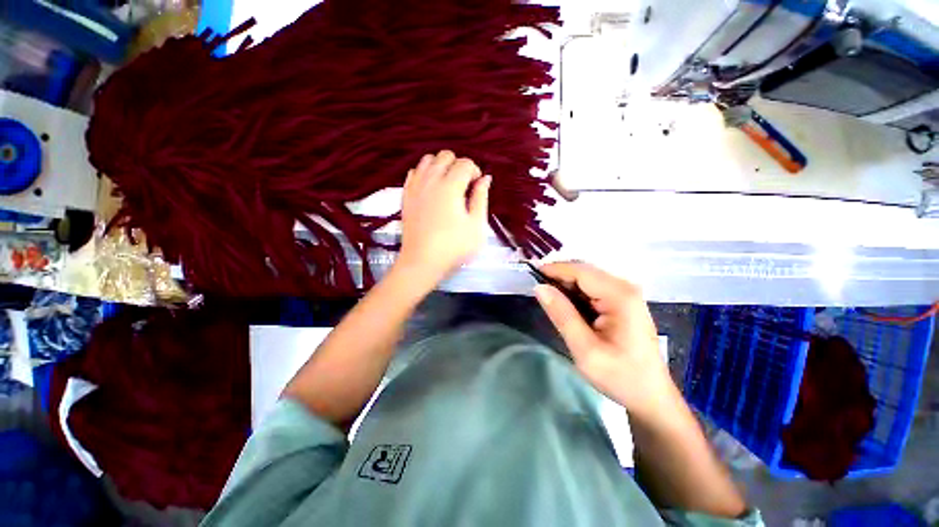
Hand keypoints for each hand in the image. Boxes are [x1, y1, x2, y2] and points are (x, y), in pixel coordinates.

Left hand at [397, 151, 490, 286]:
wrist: (422, 262)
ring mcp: (415, 187)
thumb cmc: (454, 247)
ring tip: (448, 185)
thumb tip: (485, 179)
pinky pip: (414, 172)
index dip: (475, 171)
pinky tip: (432, 189)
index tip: (477, 187)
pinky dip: (425, 174)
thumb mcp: (476, 225)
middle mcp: (430, 180)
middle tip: (464, 186)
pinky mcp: (405, 196)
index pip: (465, 163)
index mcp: (450, 186)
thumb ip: (481, 198)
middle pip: (445, 155)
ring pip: (427, 160)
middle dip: (458, 165)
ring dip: (441, 166)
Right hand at [533, 262, 676, 418]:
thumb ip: (562, 315)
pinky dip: (576, 293)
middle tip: (538, 290)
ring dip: (566, 285)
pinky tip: (566, 305)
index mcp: (620, 296)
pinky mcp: (623, 302)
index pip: (581, 271)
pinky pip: (593, 289)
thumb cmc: (619, 376)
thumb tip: (539, 287)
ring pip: (587, 278)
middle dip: (559, 276)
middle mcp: (625, 288)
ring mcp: (625, 294)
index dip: (554, 269)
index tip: (531, 274)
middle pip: (585, 271)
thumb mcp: (585, 349)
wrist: (650, 396)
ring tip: (548, 298)